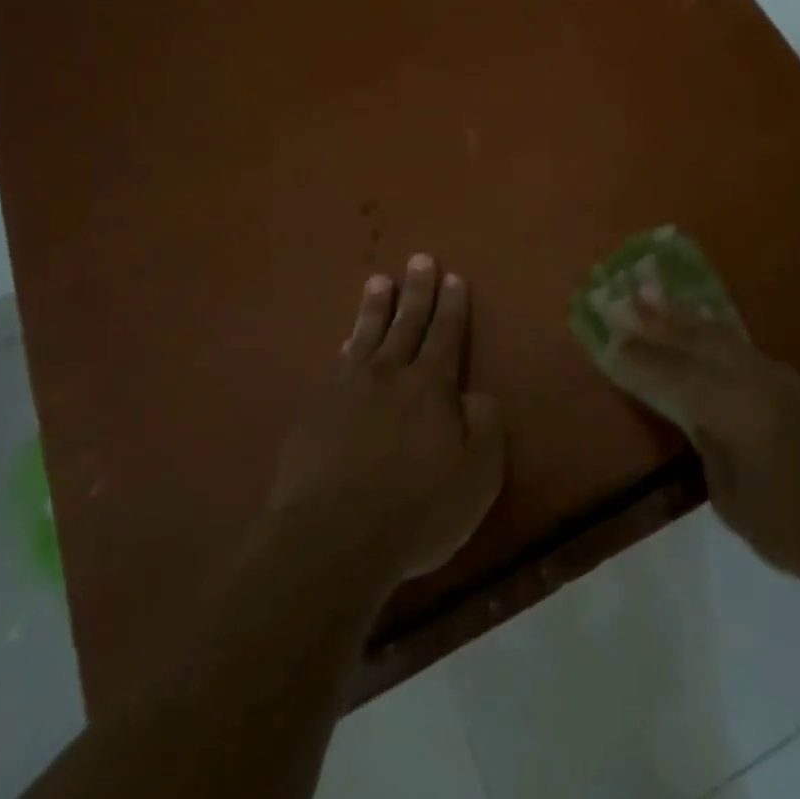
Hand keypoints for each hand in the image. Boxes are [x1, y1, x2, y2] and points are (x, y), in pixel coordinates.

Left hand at [267, 255, 505, 591]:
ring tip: (379, 281)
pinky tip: (346, 342)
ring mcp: (347, 389)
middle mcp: (389, 375)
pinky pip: (336, 365)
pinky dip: (346, 346)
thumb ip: (484, 427)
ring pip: (366, 335)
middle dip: (417, 290)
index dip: (452, 306)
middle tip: (420, 259)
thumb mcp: (476, 476)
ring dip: (376, 306)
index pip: (446, 334)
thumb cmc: (415, 511)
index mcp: (431, 386)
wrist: (330, 539)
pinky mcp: (314, 411)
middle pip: (407, 323)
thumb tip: (476, 395)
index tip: (453, 278)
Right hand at [602, 288, 799, 599]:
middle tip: (628, 296)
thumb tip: (697, 418)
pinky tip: (702, 331)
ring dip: (686, 319)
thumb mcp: (736, 503)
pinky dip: (714, 335)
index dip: (644, 358)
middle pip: (699, 343)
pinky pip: (742, 349)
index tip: (612, 338)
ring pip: (722, 339)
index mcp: (740, 411)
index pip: (678, 376)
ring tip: (656, 296)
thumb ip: (710, 448)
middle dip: (661, 321)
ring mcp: (781, 379)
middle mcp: (758, 382)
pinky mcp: (796, 385)